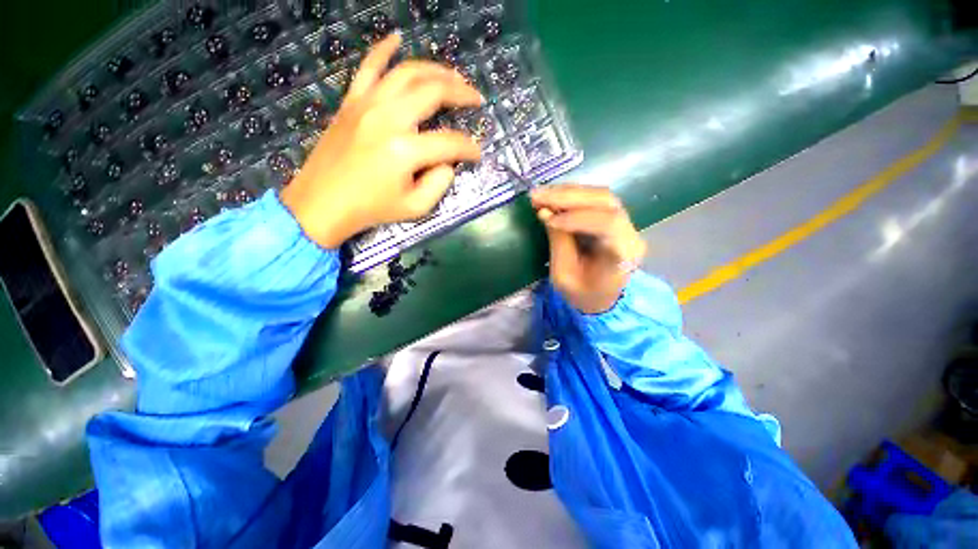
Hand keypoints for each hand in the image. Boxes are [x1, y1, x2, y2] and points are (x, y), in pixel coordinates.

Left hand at [281, 33, 482, 248]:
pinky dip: (384, 49)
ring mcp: (367, 104)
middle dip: (461, 93)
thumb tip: (448, 162)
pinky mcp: (352, 102)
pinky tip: (398, 38)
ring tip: (454, 76)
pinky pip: (368, 67)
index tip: (477, 154)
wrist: (323, 202)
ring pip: (407, 72)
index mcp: (405, 151)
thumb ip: (439, 184)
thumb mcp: (416, 208)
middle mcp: (388, 118)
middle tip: (476, 98)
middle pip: (433, 92)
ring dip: (436, 70)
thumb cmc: (372, 209)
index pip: (449, 142)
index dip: (469, 148)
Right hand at [531, 184, 646, 313]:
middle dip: (567, 196)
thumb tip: (545, 212)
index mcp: (623, 256)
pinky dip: (571, 195)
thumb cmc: (583, 294)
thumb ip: (558, 243)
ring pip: (600, 195)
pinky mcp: (616, 217)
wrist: (603, 298)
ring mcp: (626, 223)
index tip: (547, 217)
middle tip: (536, 196)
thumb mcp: (563, 276)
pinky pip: (595, 199)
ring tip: (540, 194)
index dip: (576, 217)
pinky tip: (552, 196)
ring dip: (567, 192)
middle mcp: (630, 234)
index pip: (608, 225)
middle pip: (605, 202)